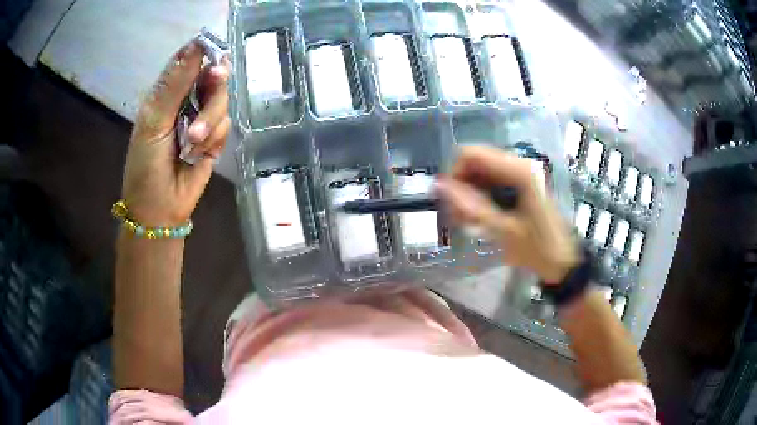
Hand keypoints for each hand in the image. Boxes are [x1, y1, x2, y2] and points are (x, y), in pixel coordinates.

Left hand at [122, 40, 230, 225]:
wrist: (159, 210)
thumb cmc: (146, 165)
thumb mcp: (154, 121)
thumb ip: (175, 84)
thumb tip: (196, 44)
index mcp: (166, 93)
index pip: (188, 60)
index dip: (204, 52)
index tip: (215, 52)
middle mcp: (186, 101)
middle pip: (213, 76)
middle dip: (214, 85)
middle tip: (216, 81)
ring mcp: (201, 120)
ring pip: (222, 101)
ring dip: (210, 119)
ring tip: (194, 142)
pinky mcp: (215, 139)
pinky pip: (226, 125)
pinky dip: (215, 137)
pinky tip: (200, 153)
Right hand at [438, 146, 579, 282]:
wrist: (562, 261)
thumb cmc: (537, 248)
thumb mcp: (503, 230)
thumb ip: (471, 205)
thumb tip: (439, 185)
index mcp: (518, 171)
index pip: (471, 155)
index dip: (455, 176)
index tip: (452, 205)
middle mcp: (518, 164)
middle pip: (474, 163)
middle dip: (461, 188)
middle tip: (460, 219)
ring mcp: (518, 173)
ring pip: (479, 173)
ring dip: (468, 195)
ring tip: (469, 223)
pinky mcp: (518, 184)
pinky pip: (489, 182)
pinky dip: (479, 198)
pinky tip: (479, 219)